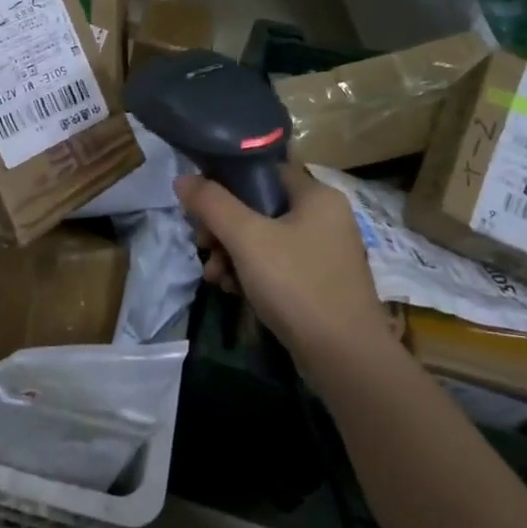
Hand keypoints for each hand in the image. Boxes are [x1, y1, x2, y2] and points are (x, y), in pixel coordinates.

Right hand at [174, 165, 388, 350]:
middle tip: (203, 246)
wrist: (344, 357)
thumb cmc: (296, 285)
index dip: (226, 181)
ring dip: (231, 253)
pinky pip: (276, 264)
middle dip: (223, 227)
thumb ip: (212, 204)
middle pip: (258, 206)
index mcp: (317, 195)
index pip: (263, 170)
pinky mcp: (318, 281)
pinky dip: (251, 273)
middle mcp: (325, 216)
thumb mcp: (247, 239)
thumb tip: (182, 178)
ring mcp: (323, 251)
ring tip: (213, 276)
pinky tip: (231, 290)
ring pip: (263, 238)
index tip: (199, 205)